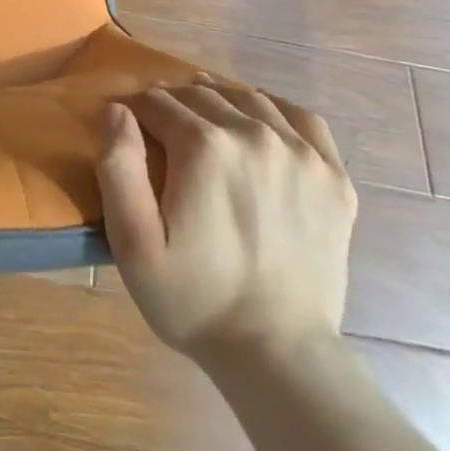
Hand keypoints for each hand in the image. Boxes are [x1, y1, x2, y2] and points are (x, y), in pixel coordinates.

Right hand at [98, 75, 355, 366]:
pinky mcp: (333, 176)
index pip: (157, 102)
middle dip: (174, 105)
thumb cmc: (194, 299)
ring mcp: (301, 153)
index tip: (131, 132)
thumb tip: (116, 108)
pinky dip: (275, 109)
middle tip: (162, 133)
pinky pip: (302, 118)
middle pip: (201, 95)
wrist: (278, 355)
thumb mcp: (132, 241)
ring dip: (219, 101)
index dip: (136, 112)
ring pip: (248, 98)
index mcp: (203, 146)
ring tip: (204, 123)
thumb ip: (118, 165)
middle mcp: (254, 134)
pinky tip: (260, 124)